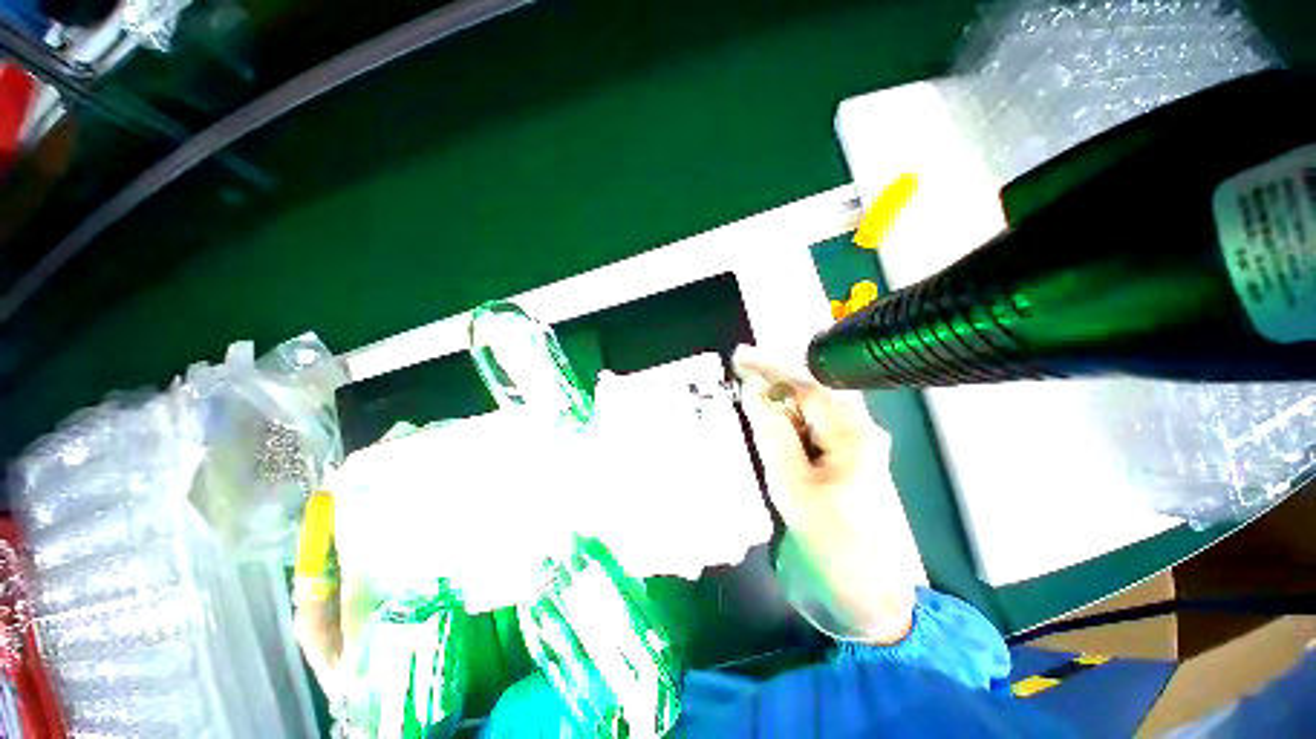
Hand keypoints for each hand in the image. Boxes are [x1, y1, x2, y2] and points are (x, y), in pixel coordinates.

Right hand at [733, 346, 889, 534]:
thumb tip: (753, 393)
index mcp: (852, 432)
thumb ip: (772, 433)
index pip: (804, 387)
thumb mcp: (792, 484)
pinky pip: (812, 424)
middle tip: (739, 366)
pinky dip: (788, 416)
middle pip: (810, 391)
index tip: (739, 358)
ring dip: (779, 395)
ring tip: (748, 383)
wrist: (866, 588)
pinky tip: (769, 414)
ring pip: (810, 406)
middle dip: (774, 377)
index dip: (770, 370)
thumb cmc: (830, 538)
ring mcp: (857, 441)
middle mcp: (860, 427)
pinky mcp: (848, 455)